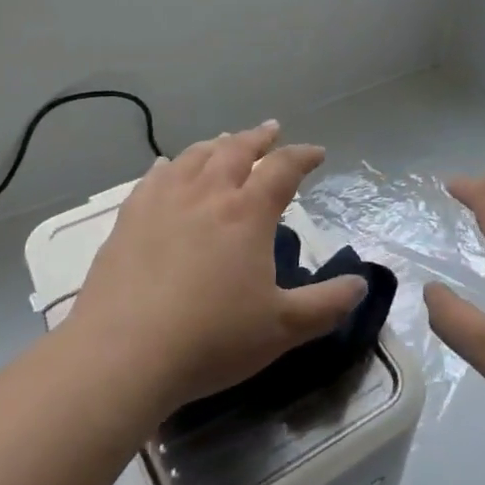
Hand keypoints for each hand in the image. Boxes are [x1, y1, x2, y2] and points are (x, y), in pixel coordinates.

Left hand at [66, 122, 366, 417]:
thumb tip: (361, 284)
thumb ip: (326, 305)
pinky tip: (167, 166)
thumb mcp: (282, 328)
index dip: (303, 156)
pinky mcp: (130, 218)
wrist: (123, 354)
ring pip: (195, 156)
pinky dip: (170, 165)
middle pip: (237, 149)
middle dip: (259, 137)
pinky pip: (154, 177)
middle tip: (271, 130)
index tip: (317, 153)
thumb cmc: (211, 339)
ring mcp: (164, 201)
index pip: (283, 168)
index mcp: (247, 212)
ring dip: (217, 144)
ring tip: (226, 141)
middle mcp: (208, 193)